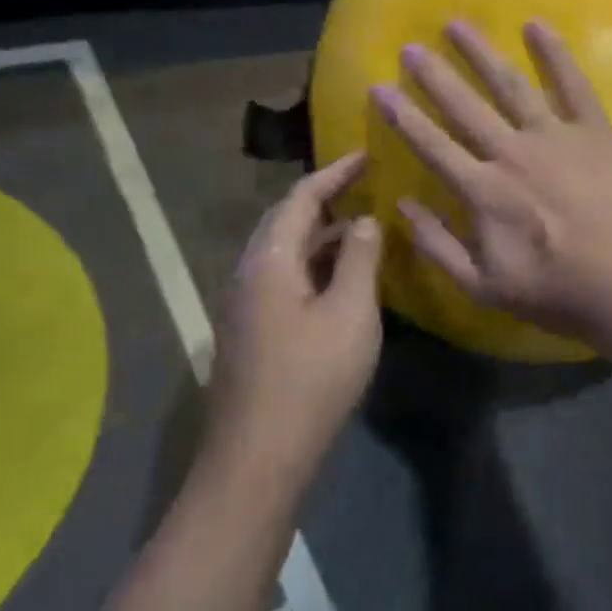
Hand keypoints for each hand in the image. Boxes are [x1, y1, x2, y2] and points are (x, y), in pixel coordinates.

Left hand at [211, 153, 382, 458]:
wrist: (259, 455)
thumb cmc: (312, 378)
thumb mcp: (351, 313)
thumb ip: (359, 259)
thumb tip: (363, 220)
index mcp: (270, 261)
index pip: (300, 198)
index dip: (334, 173)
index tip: (366, 155)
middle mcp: (248, 273)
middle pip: (284, 220)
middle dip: (323, 197)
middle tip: (363, 185)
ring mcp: (245, 304)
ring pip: (284, 252)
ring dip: (320, 233)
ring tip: (360, 227)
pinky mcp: (251, 331)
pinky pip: (284, 277)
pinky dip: (314, 263)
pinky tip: (341, 278)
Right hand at [369, 20, 611, 342]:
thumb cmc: (557, 293)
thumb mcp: (484, 287)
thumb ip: (438, 246)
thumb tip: (403, 205)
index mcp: (484, 191)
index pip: (432, 145)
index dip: (402, 116)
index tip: (379, 87)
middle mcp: (513, 153)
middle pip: (465, 106)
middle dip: (434, 76)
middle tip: (411, 46)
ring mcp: (557, 137)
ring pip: (511, 85)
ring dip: (481, 53)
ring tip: (457, 24)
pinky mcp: (596, 132)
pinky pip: (574, 84)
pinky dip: (555, 53)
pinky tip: (536, 25)